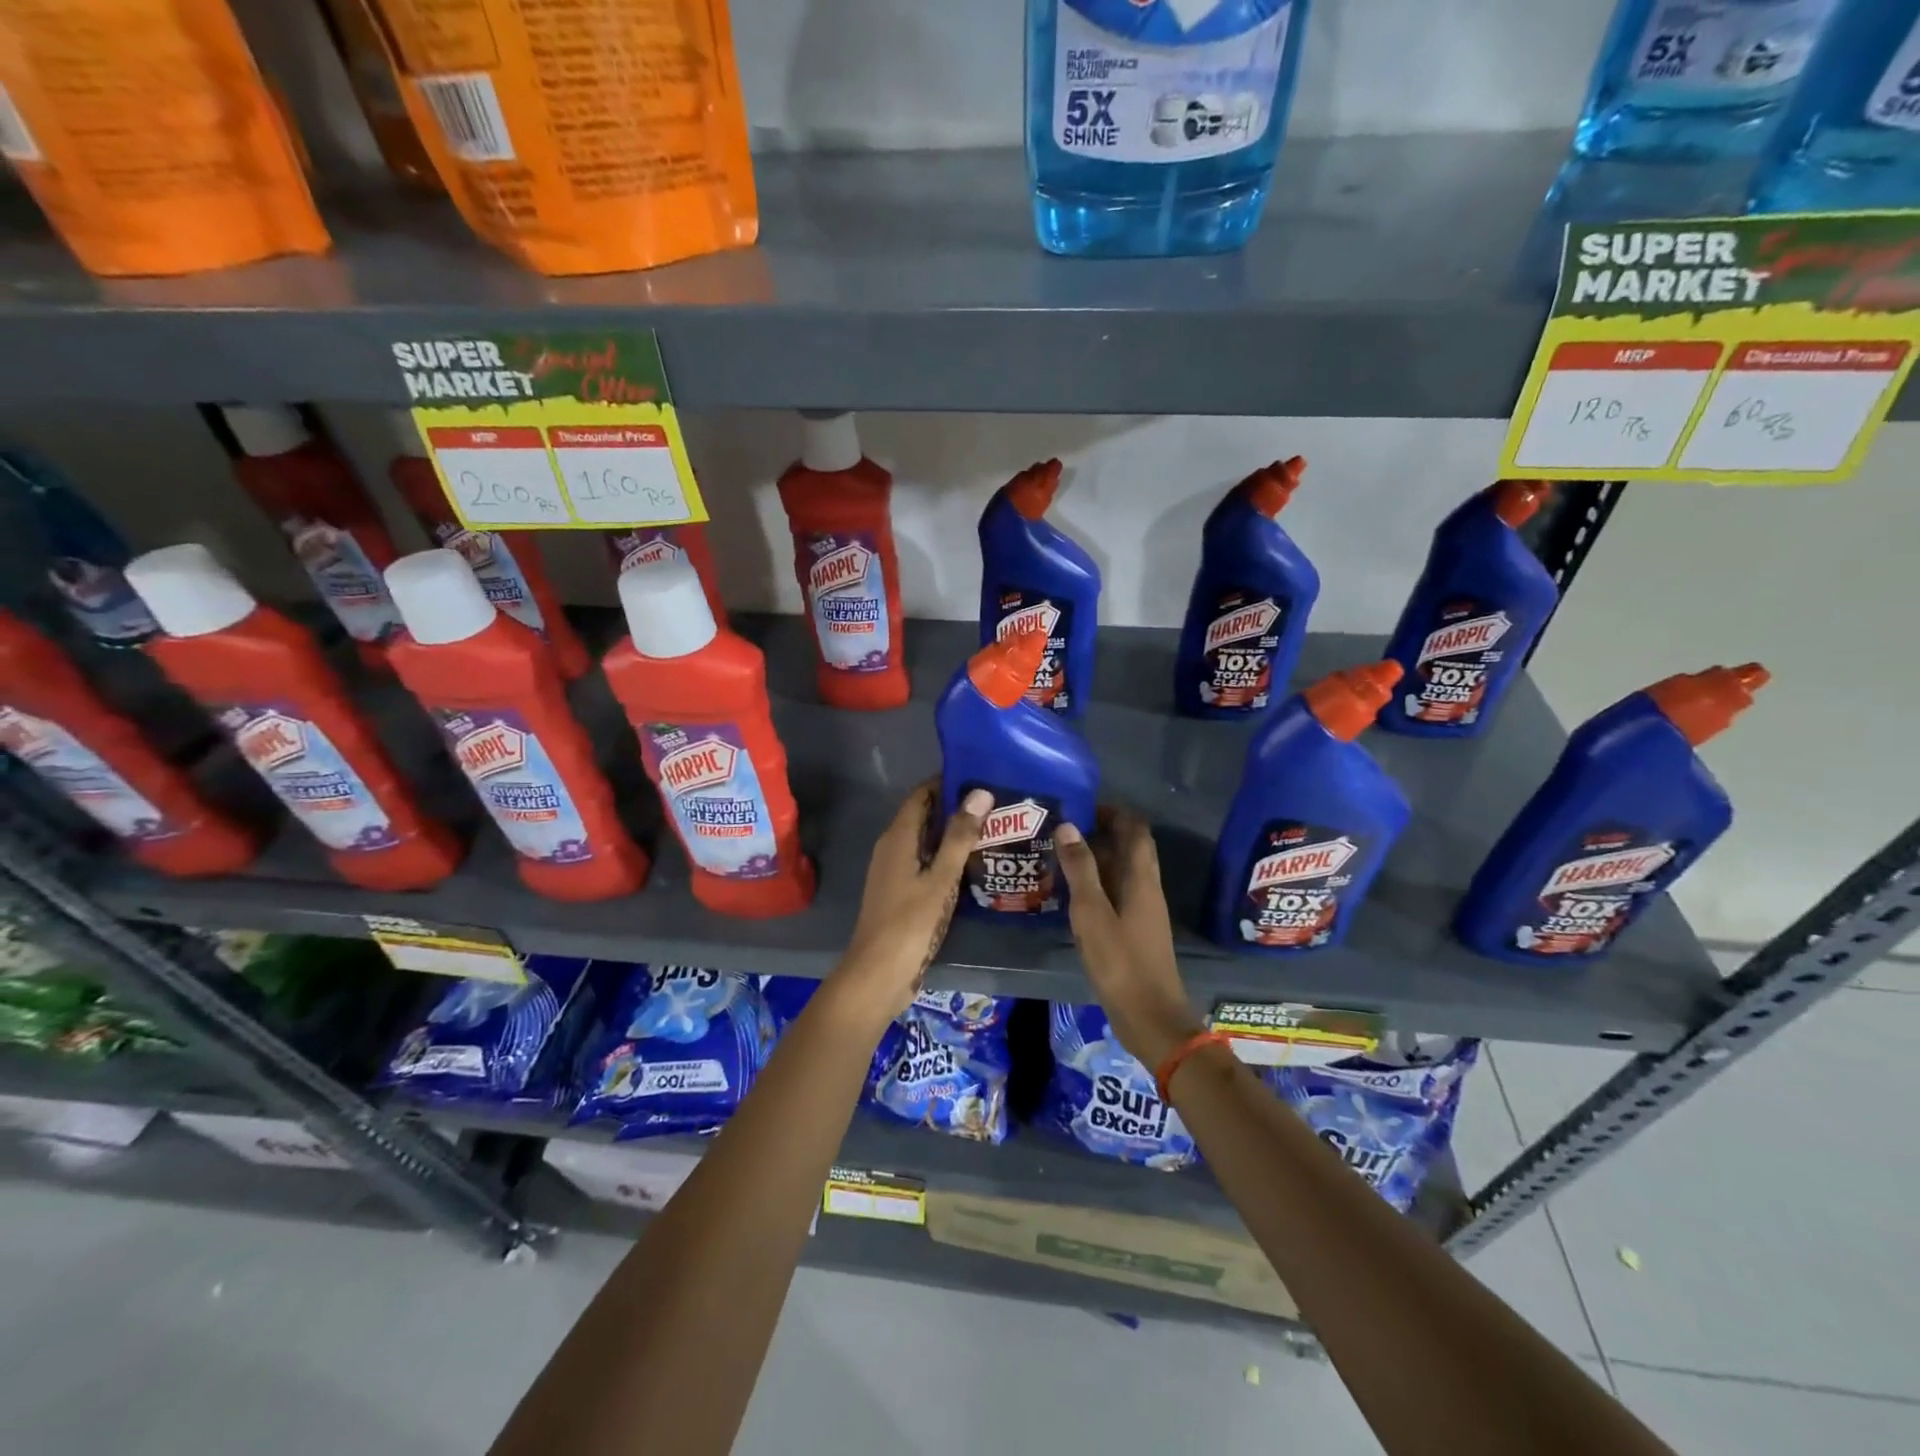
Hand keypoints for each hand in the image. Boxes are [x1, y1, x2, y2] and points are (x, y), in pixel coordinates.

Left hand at [829, 782, 990, 1028]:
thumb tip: (980, 792)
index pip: (921, 795)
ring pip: (926, 841)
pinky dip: (947, 858)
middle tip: (996, 803)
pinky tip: (973, 865)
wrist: (878, 975)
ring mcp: (894, 872)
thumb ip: (960, 836)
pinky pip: (926, 863)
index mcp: (897, 837)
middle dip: (956, 808)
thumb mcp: (940, 878)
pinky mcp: (901, 893)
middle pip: (924, 816)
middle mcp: (892, 848)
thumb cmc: (909, 923)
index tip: (981, 775)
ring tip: (993, 829)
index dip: (947, 782)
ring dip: (953, 834)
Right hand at [1055, 809, 1204, 1068]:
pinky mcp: (1134, 930)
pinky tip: (1069, 894)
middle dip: (1100, 832)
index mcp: (1141, 878)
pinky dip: (1096, 884)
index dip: (1112, 812)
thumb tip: (1068, 826)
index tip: (1080, 806)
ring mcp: (1142, 910)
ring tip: (1058, 856)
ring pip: (1121, 871)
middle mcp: (1146, 888)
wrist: (1151, 1019)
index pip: (1135, 829)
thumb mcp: (1092, 914)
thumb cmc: (1121, 963)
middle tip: (1061, 830)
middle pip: (1129, 847)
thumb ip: (1080, 870)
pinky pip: (1116, 892)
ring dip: (1095, 859)